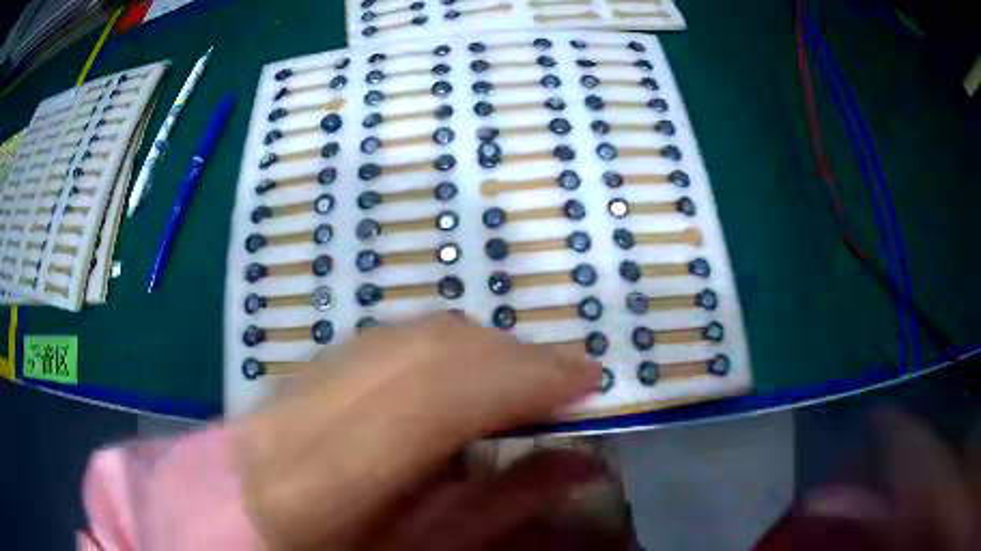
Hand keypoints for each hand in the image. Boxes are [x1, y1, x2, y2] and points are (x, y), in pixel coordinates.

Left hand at [233, 313, 611, 549]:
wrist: (245, 525)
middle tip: (565, 376)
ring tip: (524, 375)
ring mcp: (294, 381)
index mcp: (322, 480)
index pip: (435, 399)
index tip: (585, 378)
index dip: (520, 378)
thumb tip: (579, 464)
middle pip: (425, 350)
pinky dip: (441, 348)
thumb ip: (497, 509)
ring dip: (480, 346)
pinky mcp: (299, 370)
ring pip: (405, 335)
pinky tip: (466, 375)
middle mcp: (301, 412)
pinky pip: (384, 341)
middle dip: (512, 354)